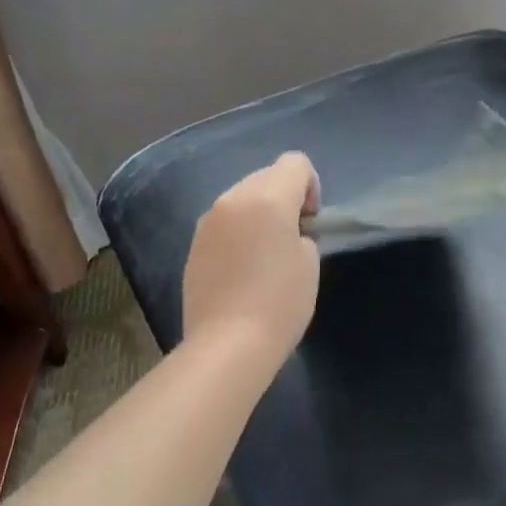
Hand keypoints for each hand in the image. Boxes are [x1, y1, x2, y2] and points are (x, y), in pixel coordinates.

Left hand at [182, 152, 321, 362]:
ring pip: (242, 198)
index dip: (311, 187)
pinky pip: (224, 222)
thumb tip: (288, 232)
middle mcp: (233, 199)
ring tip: (264, 255)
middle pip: (266, 176)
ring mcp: (208, 221)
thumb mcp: (310, 263)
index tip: (310, 223)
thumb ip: (302, 233)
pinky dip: (238, 232)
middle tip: (291, 239)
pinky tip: (242, 269)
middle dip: (284, 198)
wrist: (228, 343)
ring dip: (258, 214)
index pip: (295, 163)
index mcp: (268, 198)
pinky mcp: (194, 244)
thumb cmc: (280, 302)